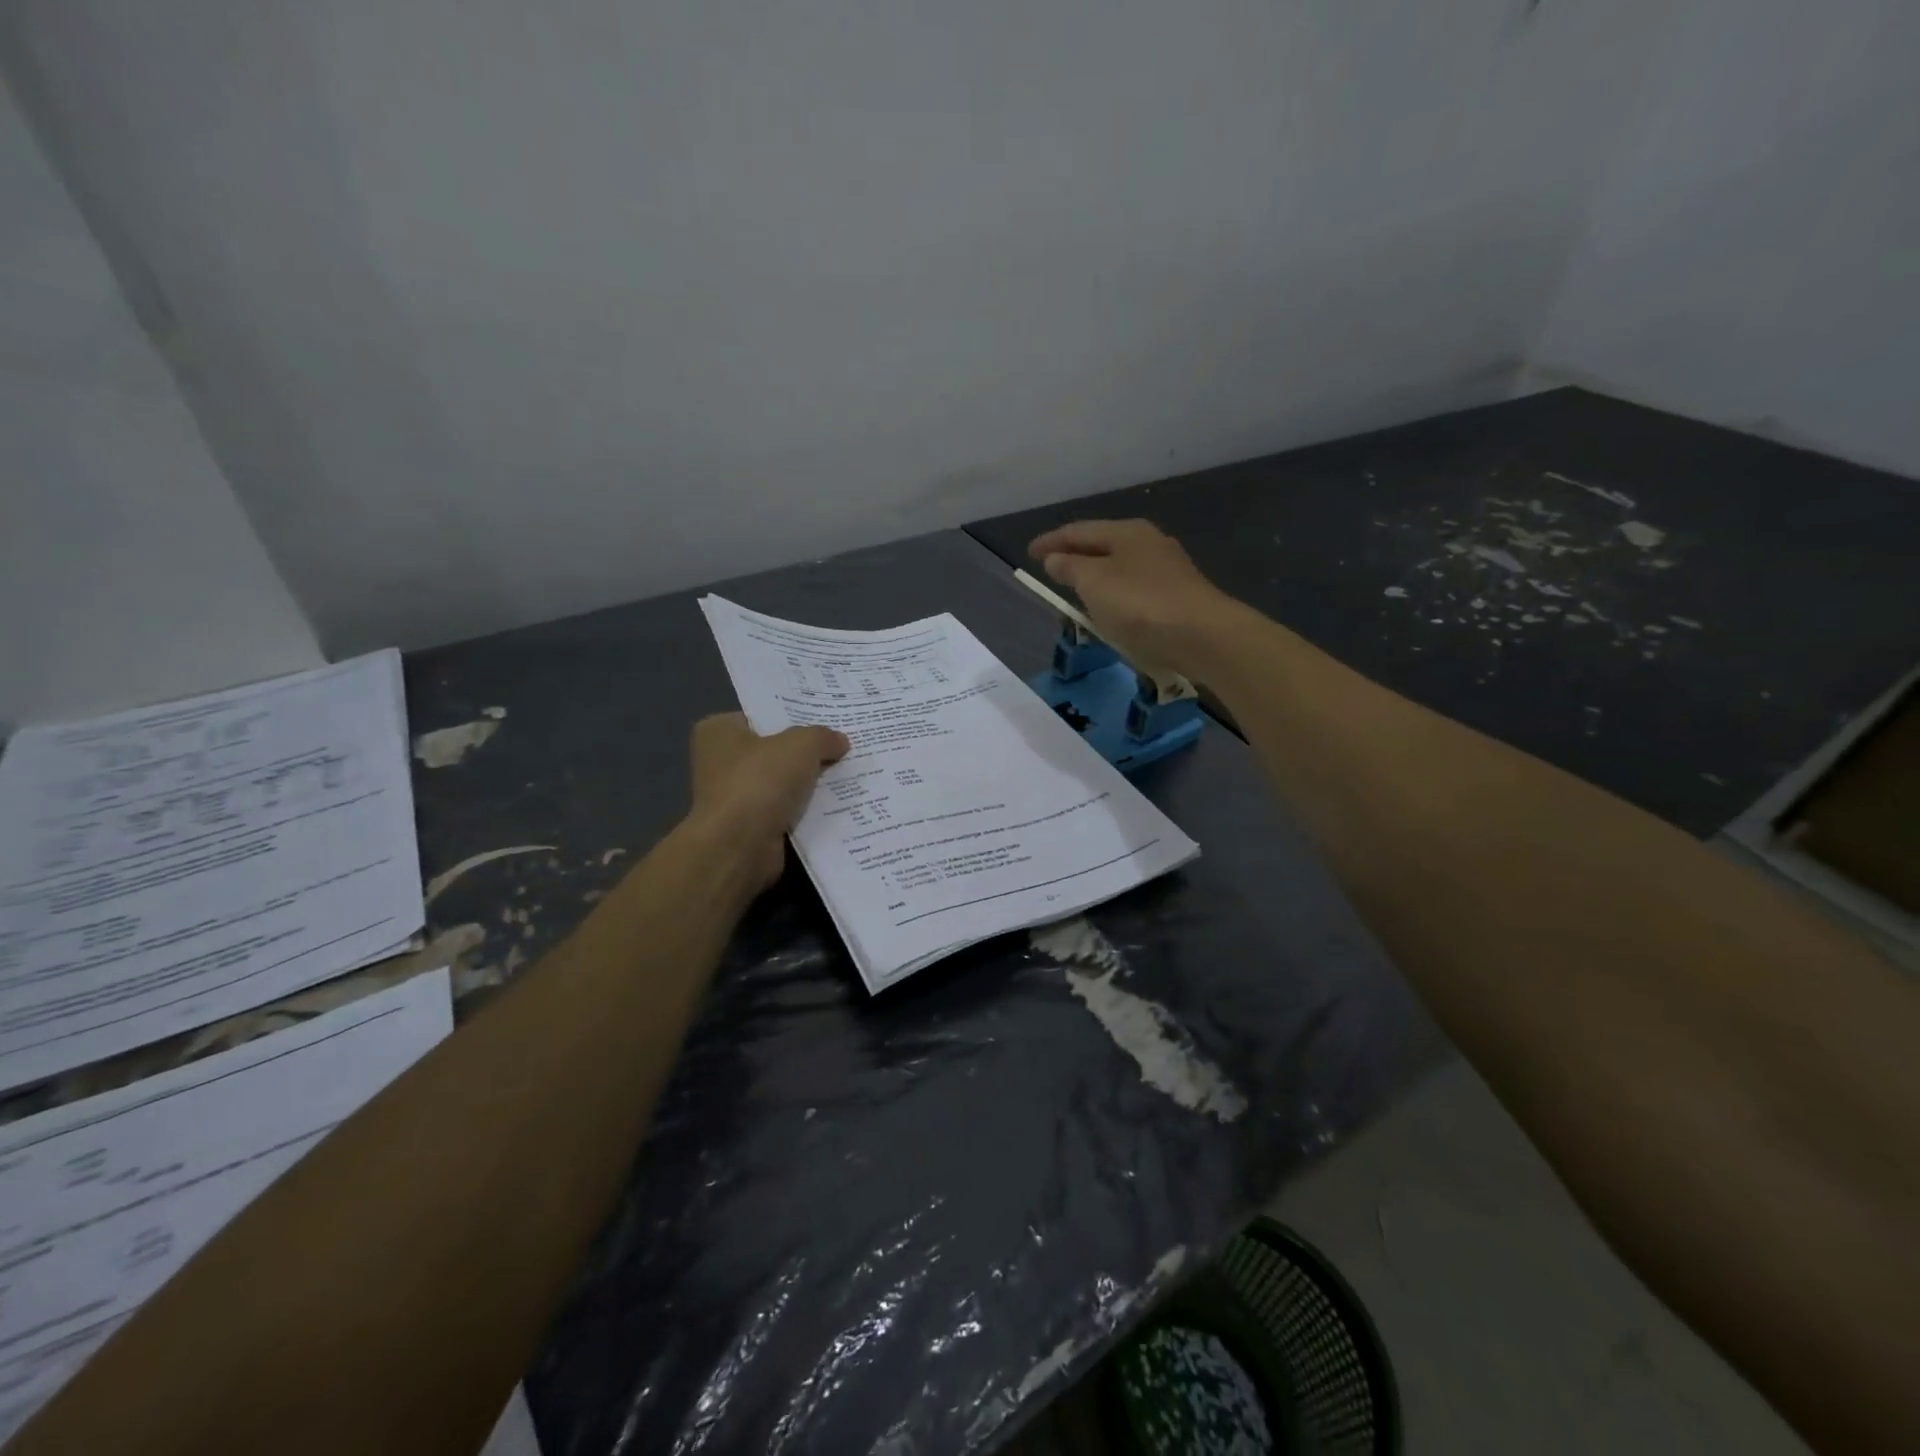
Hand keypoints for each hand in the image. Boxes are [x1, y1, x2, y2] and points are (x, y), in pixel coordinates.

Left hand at [688, 714, 849, 888]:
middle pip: (775, 750)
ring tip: (850, 772)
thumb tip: (840, 742)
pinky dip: (808, 810)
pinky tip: (839, 804)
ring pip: (784, 782)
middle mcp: (720, 762)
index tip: (827, 719)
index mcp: (719, 731)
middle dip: (807, 752)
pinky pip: (787, 810)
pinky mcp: (750, 826)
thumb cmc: (759, 782)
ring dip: (810, 783)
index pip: (761, 716)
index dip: (794, 717)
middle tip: (844, 745)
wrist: (739, 847)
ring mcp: (734, 797)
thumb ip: (822, 737)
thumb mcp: (800, 745)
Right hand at [1029, 519, 1242, 679]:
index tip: (1029, 553)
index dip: (1051, 541)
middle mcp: (1149, 542)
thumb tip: (1055, 558)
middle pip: (1102, 544)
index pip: (1079, 530)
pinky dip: (1115, 593)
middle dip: (1075, 555)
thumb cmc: (1140, 604)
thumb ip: (1070, 568)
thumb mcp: (1094, 583)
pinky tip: (1110, 608)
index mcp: (1127, 532)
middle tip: (1051, 567)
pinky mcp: (1177, 595)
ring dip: (1096, 575)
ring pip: (1120, 566)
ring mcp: (1167, 569)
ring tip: (1076, 589)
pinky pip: (1134, 588)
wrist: (1202, 635)